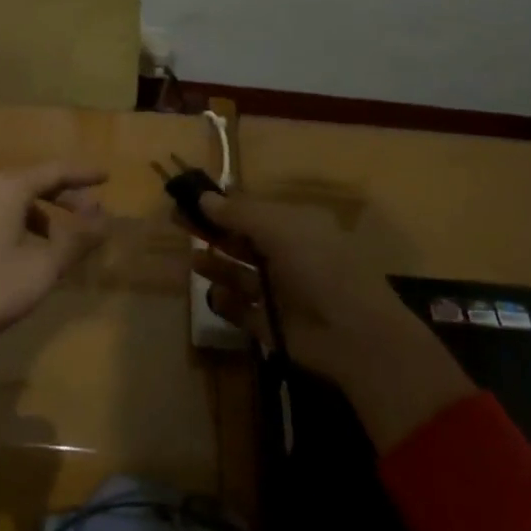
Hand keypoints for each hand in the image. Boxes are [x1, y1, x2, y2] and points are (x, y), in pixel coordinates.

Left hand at [0, 163, 108, 429]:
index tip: (107, 176)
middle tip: (91, 217)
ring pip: (11, 202)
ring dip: (41, 218)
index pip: (55, 170)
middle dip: (65, 198)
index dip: (84, 174)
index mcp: (7, 187)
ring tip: (58, 246)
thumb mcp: (39, 269)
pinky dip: (17, 227)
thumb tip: (103, 219)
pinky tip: (19, 259)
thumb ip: (75, 242)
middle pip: (33, 183)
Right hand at [194, 192, 474, 451]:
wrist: (353, 334)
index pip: (252, 211)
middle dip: (212, 232)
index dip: (222, 205)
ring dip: (216, 266)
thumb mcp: (279, 228)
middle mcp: (286, 256)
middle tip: (177, 222)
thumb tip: (203, 197)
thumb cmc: (318, 266)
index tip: (190, 199)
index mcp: (295, 227)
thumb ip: (238, 214)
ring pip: (239, 275)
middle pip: (241, 240)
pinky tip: (215, 295)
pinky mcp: (271, 325)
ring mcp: (279, 293)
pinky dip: (227, 303)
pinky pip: (241, 310)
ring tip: (193, 260)